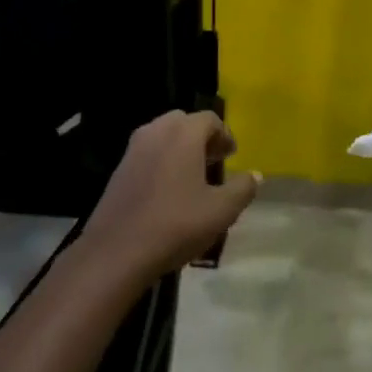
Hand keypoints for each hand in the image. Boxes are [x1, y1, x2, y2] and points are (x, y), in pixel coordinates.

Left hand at [81, 110, 260, 281]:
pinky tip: (167, 192)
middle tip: (213, 162)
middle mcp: (156, 131)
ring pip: (163, 136)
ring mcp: (133, 149)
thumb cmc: (176, 225)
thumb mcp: (221, 211)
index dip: (224, 135)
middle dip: (201, 138)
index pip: (210, 119)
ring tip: (192, 177)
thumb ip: (242, 188)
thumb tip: (255, 175)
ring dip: (180, 148)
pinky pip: (147, 153)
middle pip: (184, 122)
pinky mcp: (118, 169)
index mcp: (183, 133)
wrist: (116, 252)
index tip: (231, 156)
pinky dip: (161, 161)